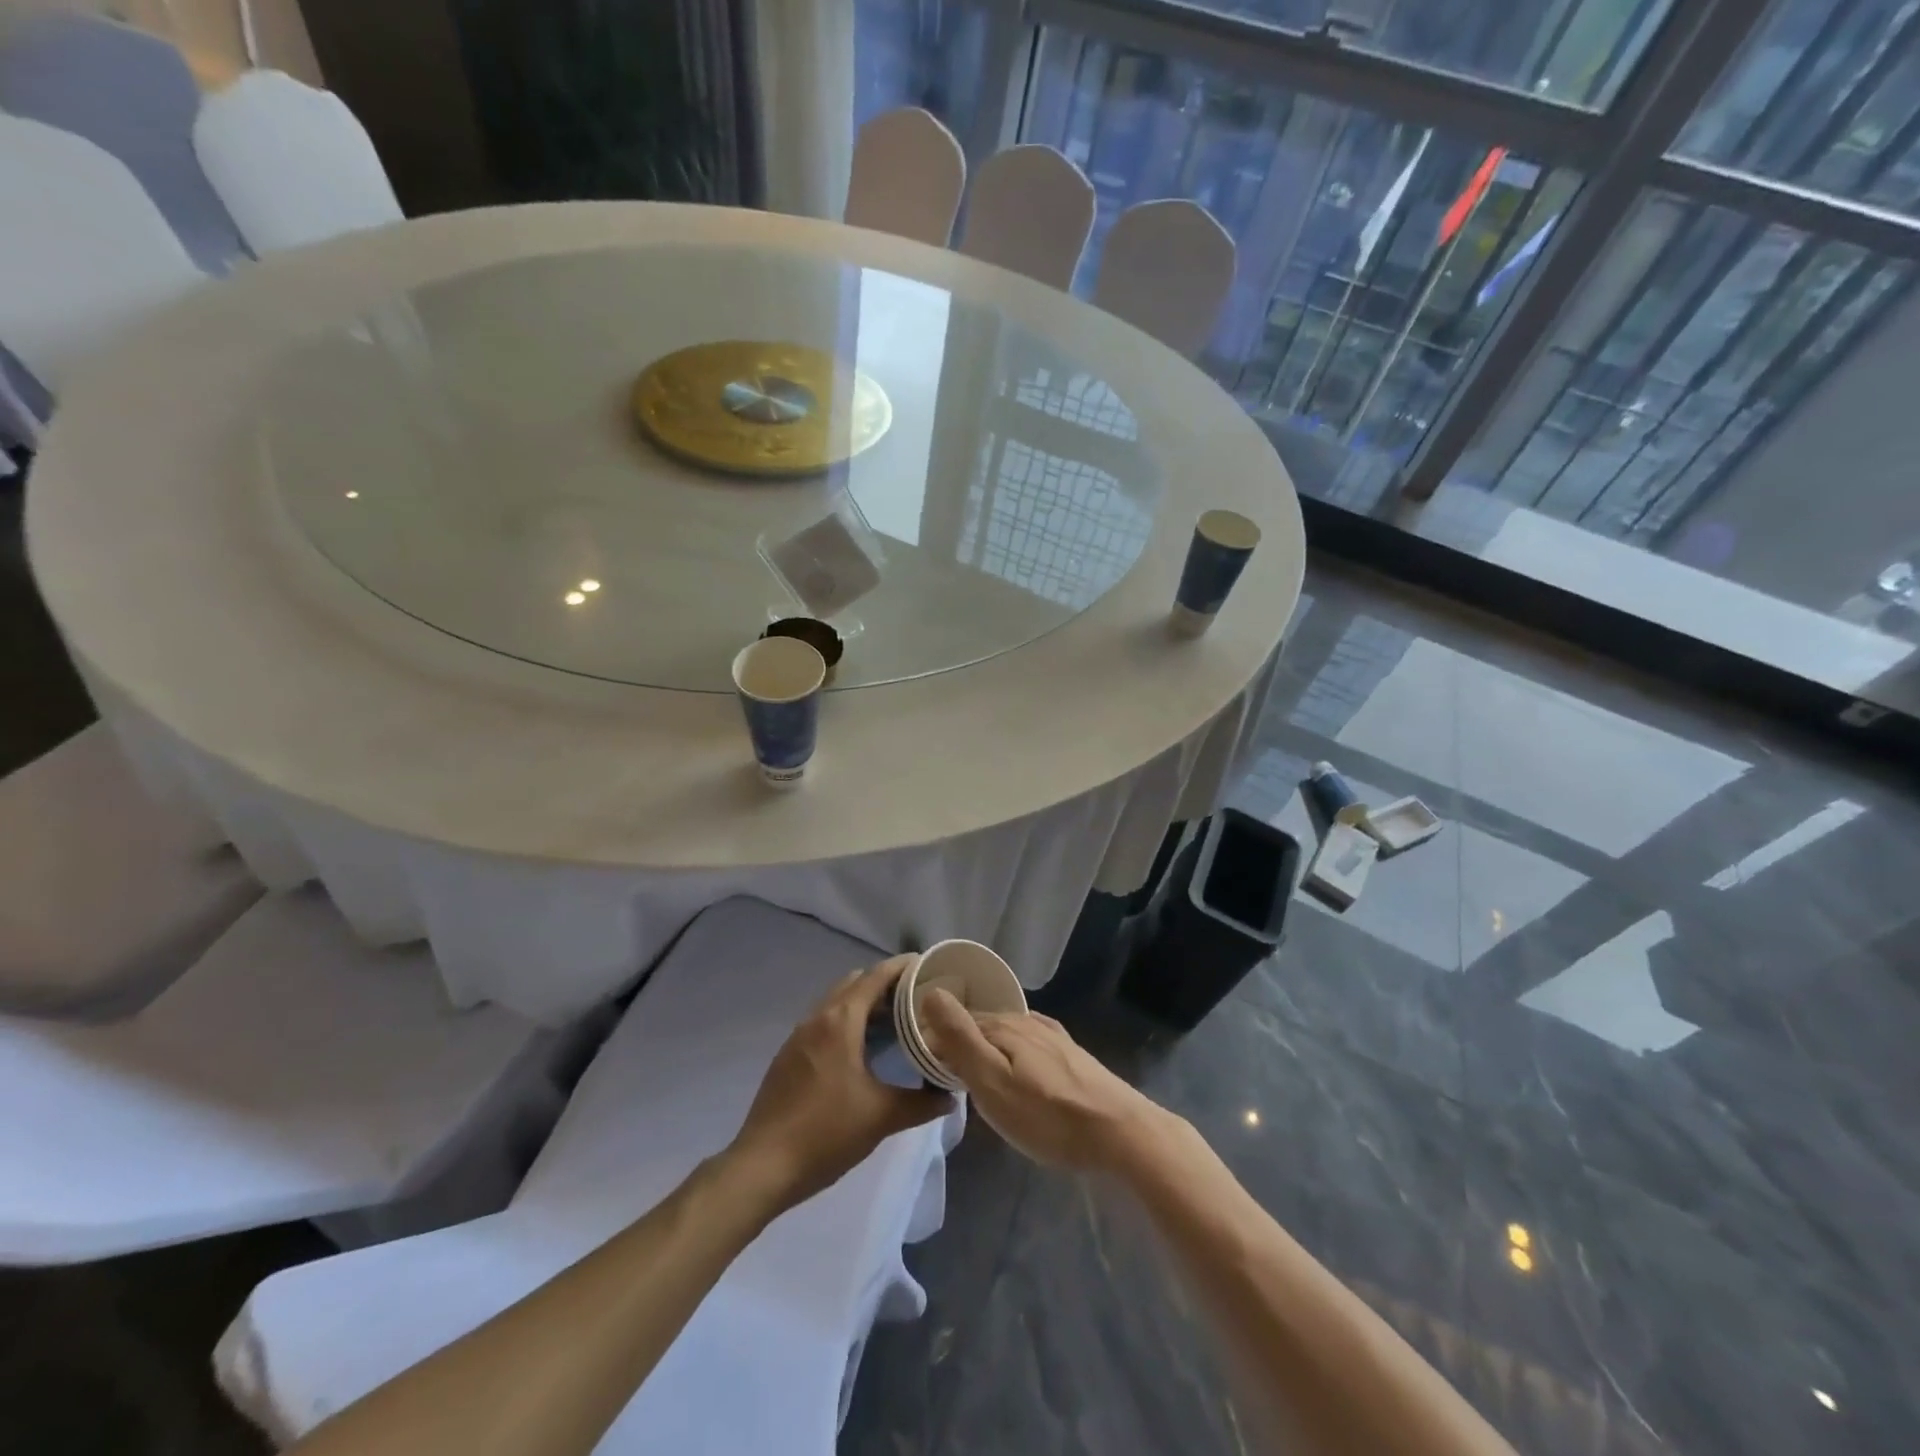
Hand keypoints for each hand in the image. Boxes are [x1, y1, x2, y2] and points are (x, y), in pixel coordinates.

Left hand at [729, 957, 953, 1209]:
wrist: (763, 1166)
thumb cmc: (826, 1133)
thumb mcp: (881, 1117)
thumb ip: (921, 1103)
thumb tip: (950, 1095)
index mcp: (841, 1021)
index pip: (876, 976)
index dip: (903, 967)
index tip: (929, 967)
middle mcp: (817, 1017)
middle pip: (855, 982)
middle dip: (885, 984)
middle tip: (915, 999)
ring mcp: (798, 1035)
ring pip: (836, 1002)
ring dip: (863, 1004)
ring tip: (893, 1023)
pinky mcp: (788, 1055)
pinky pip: (822, 1022)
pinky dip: (845, 1022)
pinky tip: (860, 1051)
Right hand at [919, 990, 1165, 1171]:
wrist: (1120, 1132)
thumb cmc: (1048, 1115)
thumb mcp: (992, 1082)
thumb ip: (960, 1039)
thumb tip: (931, 992)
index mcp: (1003, 1026)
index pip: (956, 1023)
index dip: (935, 1043)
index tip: (924, 1071)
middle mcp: (1026, 1022)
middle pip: (982, 1026)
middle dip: (960, 1044)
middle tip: (946, 1080)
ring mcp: (1052, 1036)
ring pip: (1006, 1035)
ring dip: (987, 1049)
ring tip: (977, 1079)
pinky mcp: (1071, 1055)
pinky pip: (1029, 1044)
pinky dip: (1013, 1054)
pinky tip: (1017, 1069)